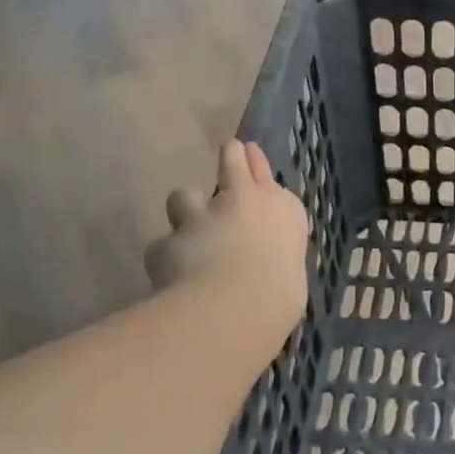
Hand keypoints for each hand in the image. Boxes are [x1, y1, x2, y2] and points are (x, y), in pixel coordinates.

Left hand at [145, 140, 309, 371]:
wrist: (237, 305)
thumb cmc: (281, 294)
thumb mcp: (291, 274)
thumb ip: (273, 259)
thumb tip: (262, 265)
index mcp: (283, 210)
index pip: (267, 176)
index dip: (255, 163)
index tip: (249, 150)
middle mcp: (245, 202)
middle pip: (232, 164)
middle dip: (229, 157)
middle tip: (227, 149)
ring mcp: (203, 216)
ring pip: (184, 197)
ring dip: (186, 212)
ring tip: (186, 229)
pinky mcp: (170, 240)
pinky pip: (163, 247)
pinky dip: (166, 260)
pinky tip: (167, 276)